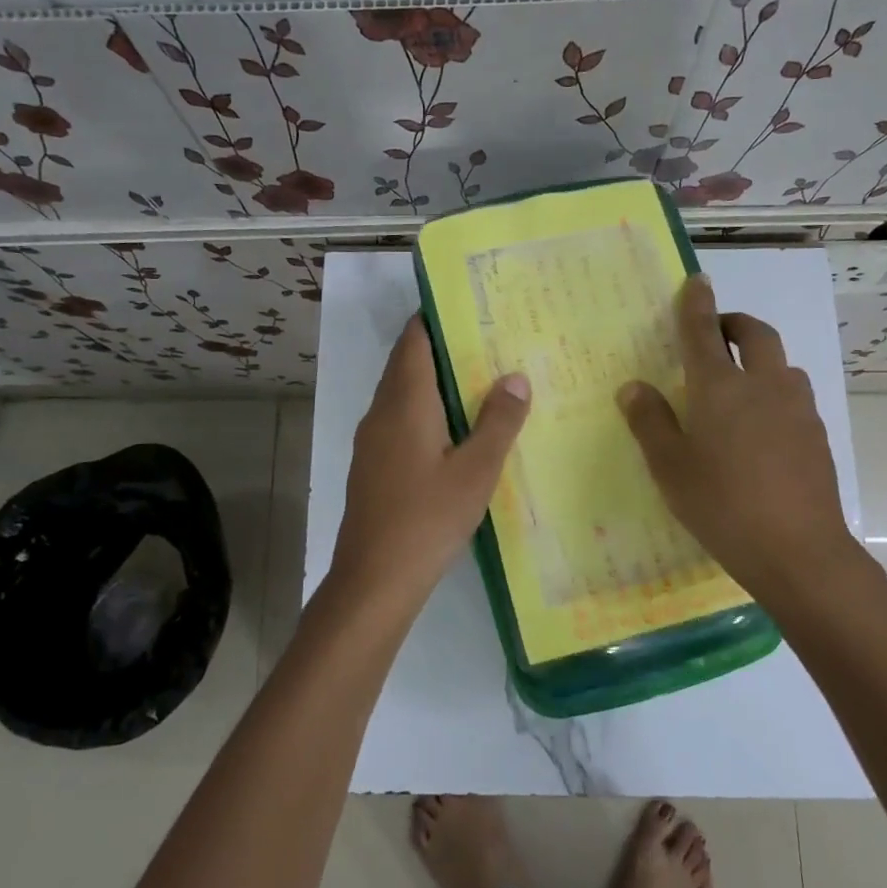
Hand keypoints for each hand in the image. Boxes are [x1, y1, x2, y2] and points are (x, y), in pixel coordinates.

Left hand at [329, 317, 530, 613]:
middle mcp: (381, 413)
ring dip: (433, 382)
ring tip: (479, 380)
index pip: (413, 341)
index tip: (469, 308)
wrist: (374, 579)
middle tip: (487, 342)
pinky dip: (425, 411)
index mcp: (404, 403)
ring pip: (401, 395)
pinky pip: (399, 421)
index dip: (435, 318)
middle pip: (406, 364)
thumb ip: (498, 421)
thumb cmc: (428, 518)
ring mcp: (372, 441)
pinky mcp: (372, 466)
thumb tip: (515, 376)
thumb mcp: (476, 470)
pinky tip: (454, 430)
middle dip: (441, 349)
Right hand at [618, 274, 872, 609]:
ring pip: (780, 365)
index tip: (696, 281)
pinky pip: (793, 397)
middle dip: (735, 323)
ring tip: (737, 387)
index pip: (704, 331)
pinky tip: (761, 431)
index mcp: (719, 387)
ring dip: (759, 359)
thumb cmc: (721, 504)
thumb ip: (650, 421)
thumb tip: (633, 386)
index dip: (697, 304)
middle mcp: (763, 385)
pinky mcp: (817, 435)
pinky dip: (774, 394)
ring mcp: (797, 408)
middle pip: (755, 334)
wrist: (798, 551)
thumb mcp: (670, 467)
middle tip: (717, 333)